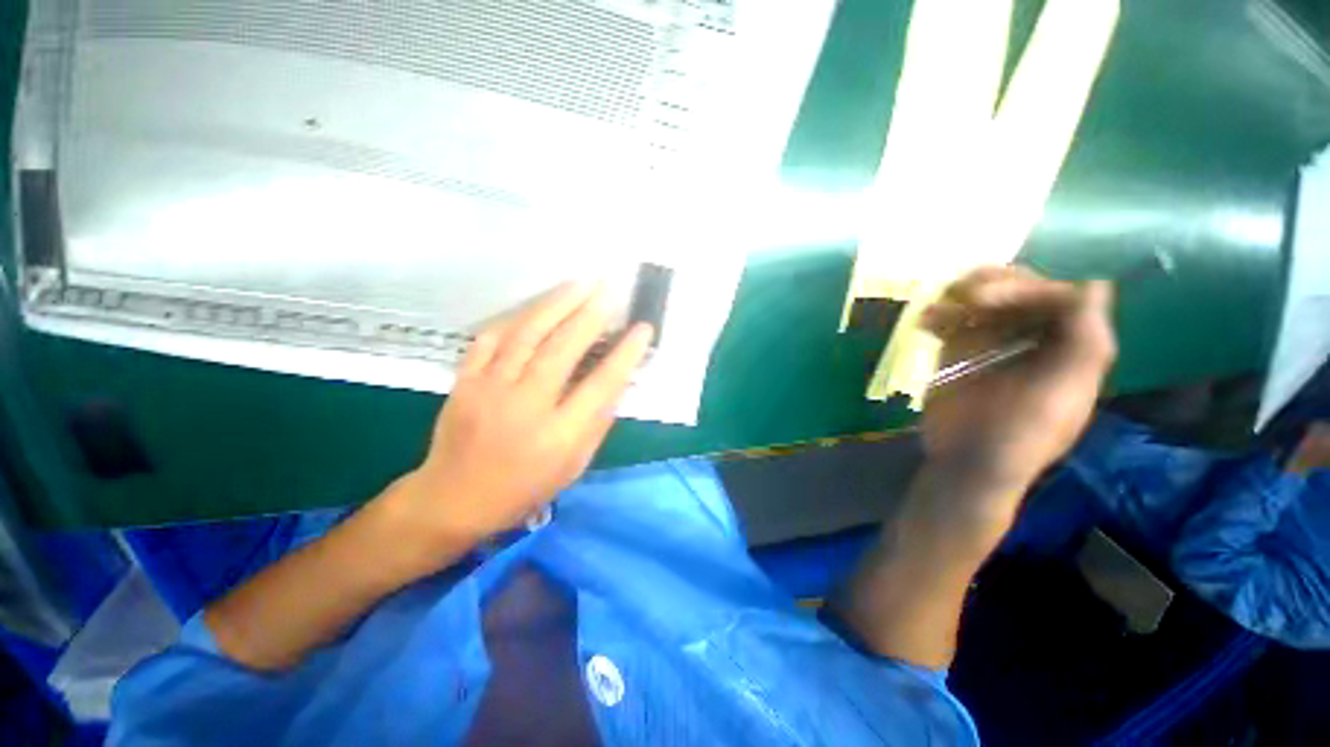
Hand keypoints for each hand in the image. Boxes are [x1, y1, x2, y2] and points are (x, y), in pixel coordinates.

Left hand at [403, 282, 652, 543]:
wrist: (454, 498)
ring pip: (526, 334)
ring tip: (579, 283)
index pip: (602, 384)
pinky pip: (491, 338)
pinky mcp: (465, 380)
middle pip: (562, 349)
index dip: (626, 353)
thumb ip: (598, 422)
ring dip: (556, 304)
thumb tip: (617, 380)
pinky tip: (536, 306)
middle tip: (609, 289)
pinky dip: (516, 317)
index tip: (642, 328)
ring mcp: (490, 389)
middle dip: (590, 314)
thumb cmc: (525, 487)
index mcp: (559, 435)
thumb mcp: (575, 465)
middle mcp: (526, 406)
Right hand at [919, 266, 1116, 487]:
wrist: (967, 461)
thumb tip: (1094, 284)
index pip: (1057, 296)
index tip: (987, 302)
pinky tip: (925, 324)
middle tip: (964, 298)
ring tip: (938, 309)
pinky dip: (938, 316)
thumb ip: (1085, 341)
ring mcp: (993, 343)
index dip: (1027, 290)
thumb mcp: (1062, 392)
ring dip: (961, 296)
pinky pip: (952, 321)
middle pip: (1020, 290)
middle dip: (993, 286)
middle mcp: (1033, 337)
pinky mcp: (959, 352)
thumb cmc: (1021, 433)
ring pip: (983, 300)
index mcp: (1068, 345)